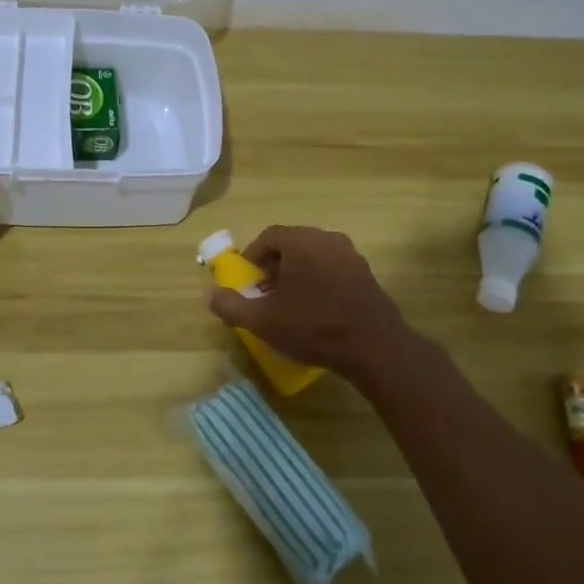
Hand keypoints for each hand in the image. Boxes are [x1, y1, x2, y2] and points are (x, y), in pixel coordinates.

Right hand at [205, 225, 412, 381]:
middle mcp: (327, 239)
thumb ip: (231, 306)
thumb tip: (208, 295)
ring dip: (297, 272)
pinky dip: (319, 280)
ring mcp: (351, 256)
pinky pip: (334, 268)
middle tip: (265, 291)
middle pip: (293, 243)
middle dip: (274, 264)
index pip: (269, 236)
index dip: (253, 255)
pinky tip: (316, 309)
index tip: (247, 279)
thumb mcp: (263, 321)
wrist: (374, 348)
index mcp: (301, 242)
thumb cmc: (313, 327)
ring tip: (289, 302)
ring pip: (314, 256)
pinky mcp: (367, 274)